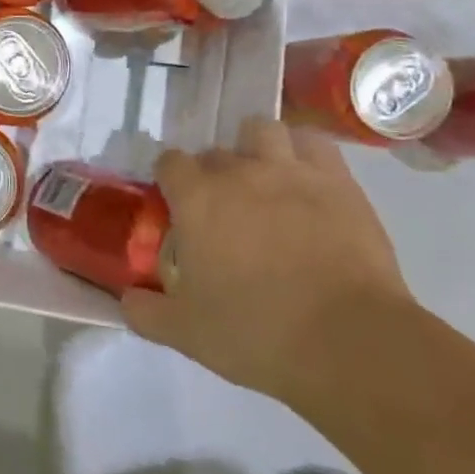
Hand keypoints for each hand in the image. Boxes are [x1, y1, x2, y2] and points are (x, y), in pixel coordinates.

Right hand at [121, 117, 411, 406]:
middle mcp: (239, 172)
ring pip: (262, 131)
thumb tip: (127, 299)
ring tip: (262, 179)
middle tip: (220, 209)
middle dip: (211, 173)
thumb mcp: (184, 333)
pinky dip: (302, 152)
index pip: (169, 162)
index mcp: (197, 199)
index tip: (173, 203)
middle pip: (214, 152)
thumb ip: (145, 311)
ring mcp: (291, 172)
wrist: (347, 342)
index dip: (168, 179)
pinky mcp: (338, 182)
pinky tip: (304, 178)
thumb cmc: (255, 333)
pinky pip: (314, 143)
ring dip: (255, 148)